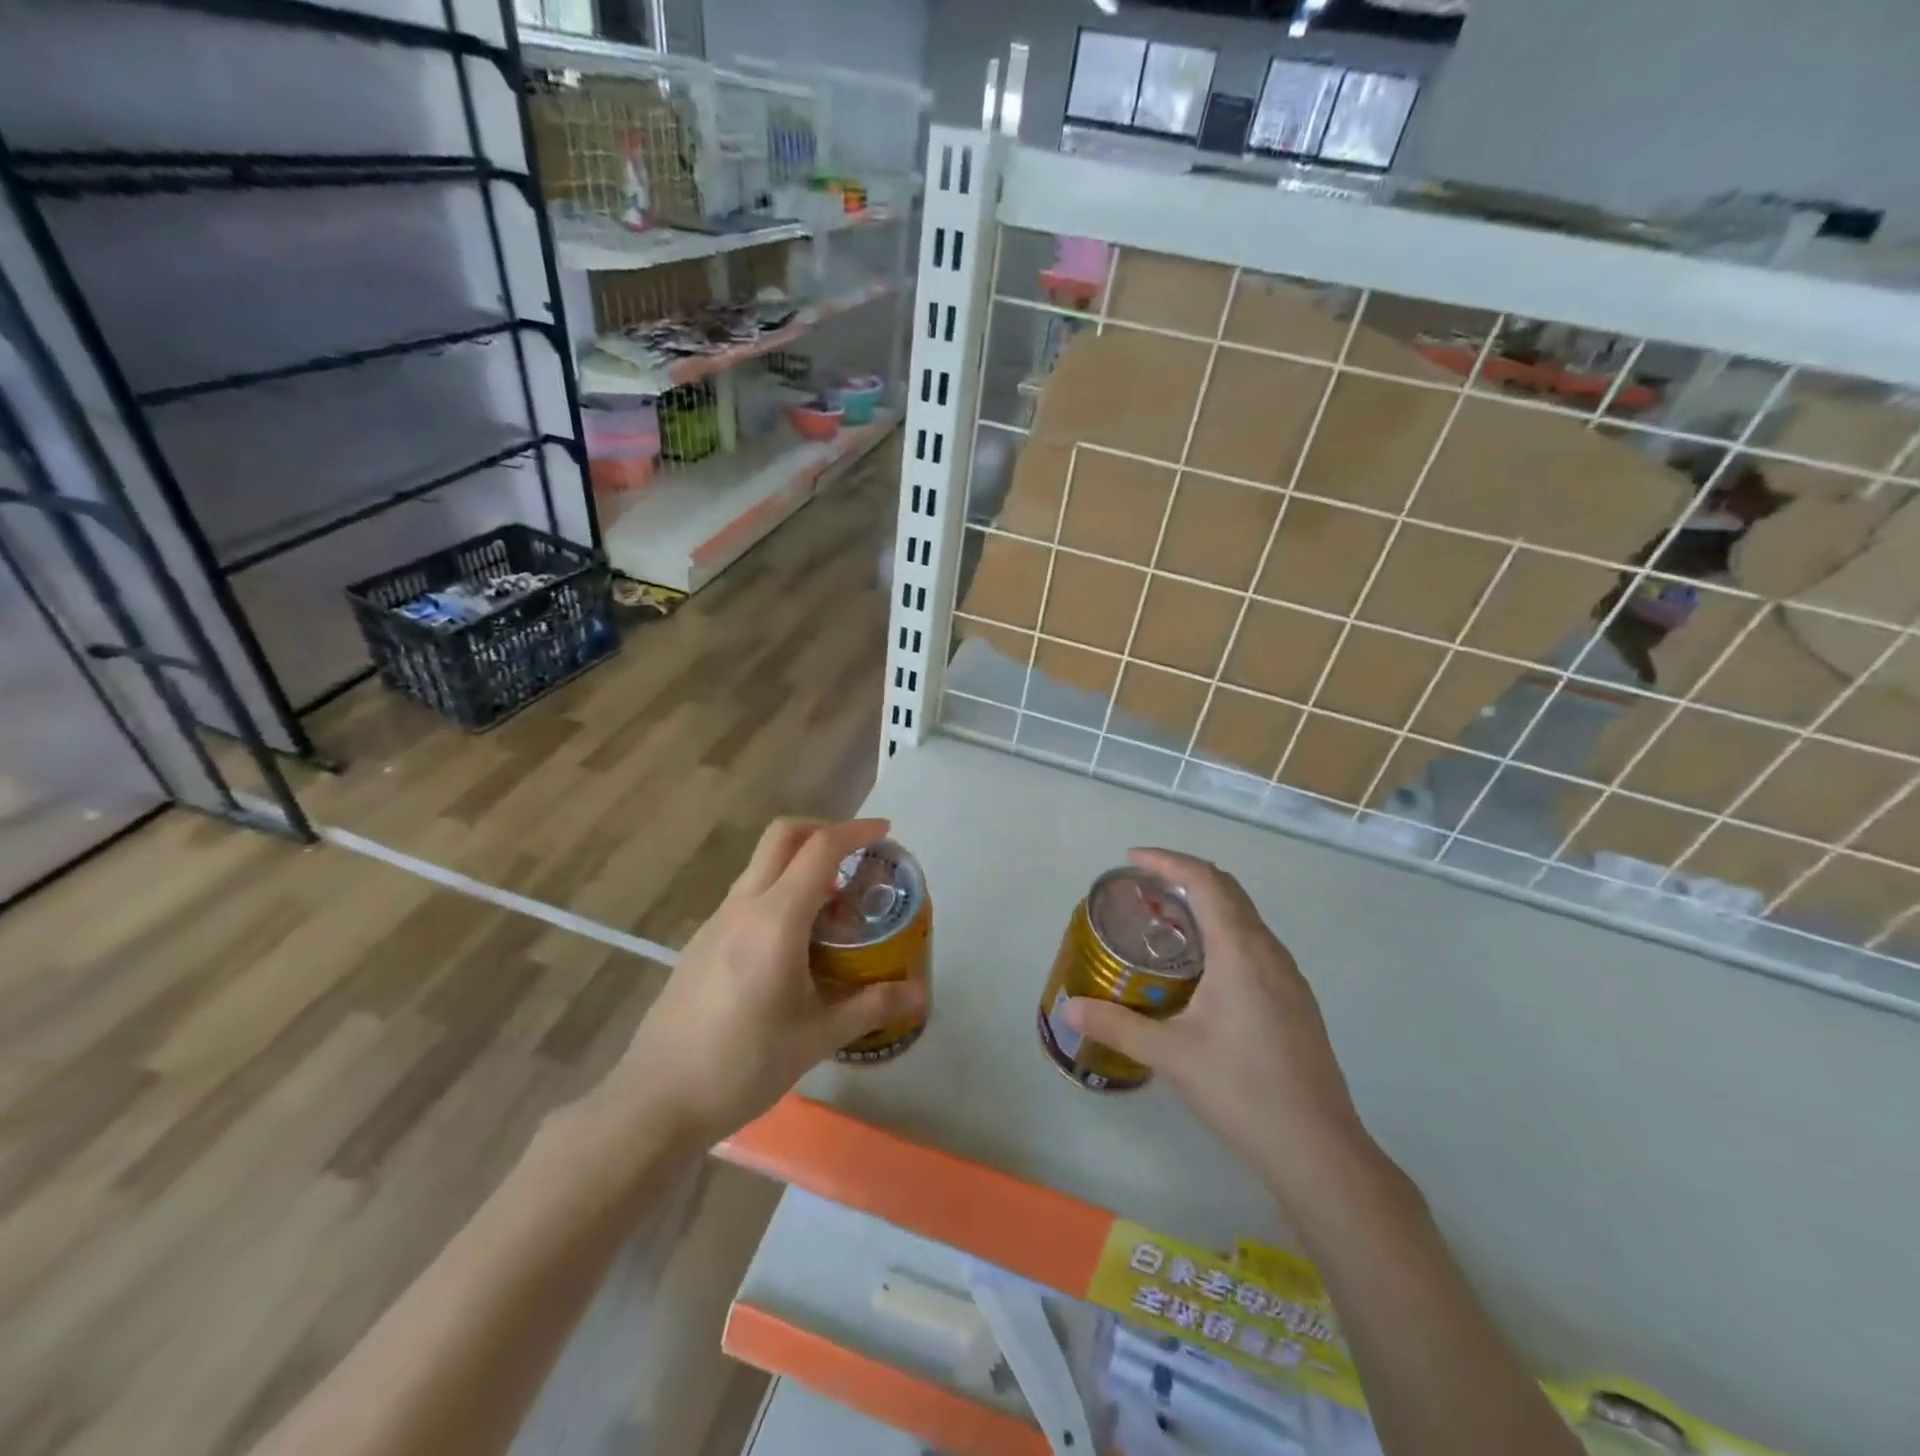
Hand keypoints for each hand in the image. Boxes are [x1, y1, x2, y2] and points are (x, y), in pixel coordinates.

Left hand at [611, 817, 927, 1145]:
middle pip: (782, 836)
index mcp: (776, 919)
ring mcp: (716, 922)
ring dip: (798, 863)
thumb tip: (920, 995)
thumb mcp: (817, 1037)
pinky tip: (792, 941)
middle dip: (822, 830)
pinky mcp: (701, 942)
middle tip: (856, 856)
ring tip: (832, 903)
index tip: (885, 832)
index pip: (820, 849)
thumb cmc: (743, 1064)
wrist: (656, 1099)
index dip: (855, 831)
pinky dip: (778, 892)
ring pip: (761, 865)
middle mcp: (743, 906)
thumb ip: (871, 1006)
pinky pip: (747, 895)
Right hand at [1062, 848, 1375, 1207]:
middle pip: (1227, 890)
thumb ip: (1116, 1024)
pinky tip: (1201, 968)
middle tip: (1142, 887)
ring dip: (1206, 904)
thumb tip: (1068, 1008)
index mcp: (1241, 951)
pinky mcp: (1295, 1000)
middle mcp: (1269, 952)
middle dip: (1184, 876)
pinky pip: (1255, 943)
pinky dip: (1223, 932)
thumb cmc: (1242, 1090)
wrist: (1319, 1150)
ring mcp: (1289, 976)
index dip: (1167, 861)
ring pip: (1244, 917)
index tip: (1131, 860)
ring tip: (1164, 923)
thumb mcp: (1171, 1055)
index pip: (1204, 881)